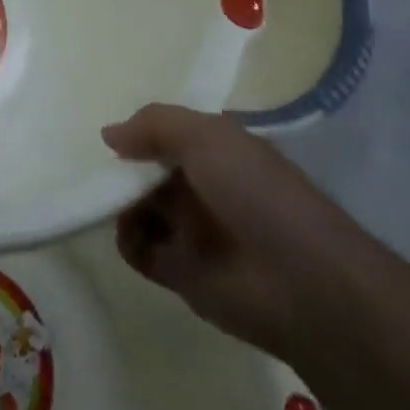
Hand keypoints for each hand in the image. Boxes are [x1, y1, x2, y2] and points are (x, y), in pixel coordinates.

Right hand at [104, 105, 321, 355]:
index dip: (144, 131)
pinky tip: (130, 233)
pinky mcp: (181, 272)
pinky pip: (140, 249)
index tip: (117, 136)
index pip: (171, 134)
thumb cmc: (257, 193)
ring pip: (140, 208)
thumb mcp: (207, 138)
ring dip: (120, 203)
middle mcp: (205, 186)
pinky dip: (128, 240)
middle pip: (149, 170)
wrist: (302, 284)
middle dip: (125, 168)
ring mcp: (193, 230)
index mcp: (219, 150)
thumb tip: (109, 135)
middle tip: (106, 172)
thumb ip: (155, 125)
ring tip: (113, 203)